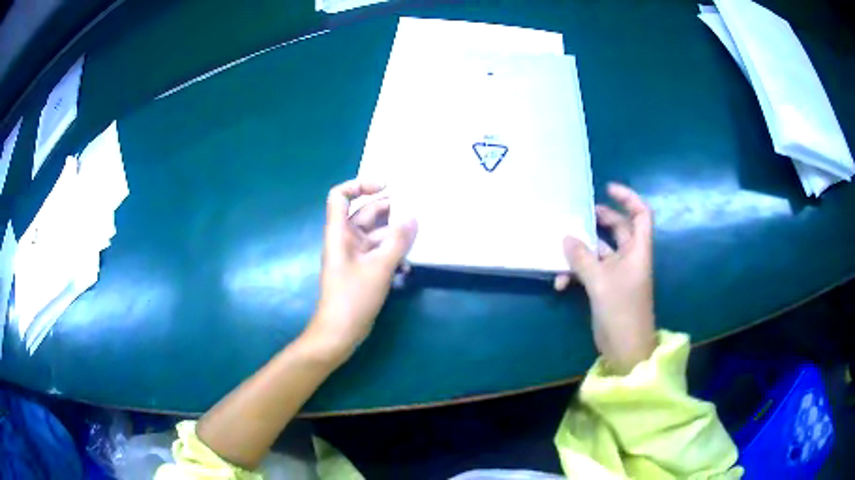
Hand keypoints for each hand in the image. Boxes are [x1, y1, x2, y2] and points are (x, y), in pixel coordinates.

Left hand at [306, 179, 417, 361]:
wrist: (340, 332)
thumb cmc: (353, 297)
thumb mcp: (379, 267)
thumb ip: (398, 241)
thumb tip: (413, 218)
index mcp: (340, 232)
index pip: (340, 196)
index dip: (360, 185)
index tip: (386, 187)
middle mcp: (346, 239)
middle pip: (365, 213)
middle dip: (390, 211)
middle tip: (417, 210)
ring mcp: (354, 255)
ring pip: (377, 234)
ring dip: (395, 236)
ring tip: (419, 237)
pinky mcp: (363, 270)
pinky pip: (379, 253)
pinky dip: (393, 254)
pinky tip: (408, 265)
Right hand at [554, 183, 655, 373]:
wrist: (625, 348)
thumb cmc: (621, 311)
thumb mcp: (600, 282)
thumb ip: (582, 258)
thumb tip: (566, 237)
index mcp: (638, 250)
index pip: (641, 215)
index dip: (628, 198)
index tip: (607, 189)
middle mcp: (630, 258)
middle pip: (619, 229)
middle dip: (600, 220)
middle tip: (579, 214)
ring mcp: (618, 273)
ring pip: (600, 250)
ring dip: (582, 251)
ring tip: (562, 251)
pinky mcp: (607, 287)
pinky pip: (592, 270)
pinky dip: (578, 272)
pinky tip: (562, 283)